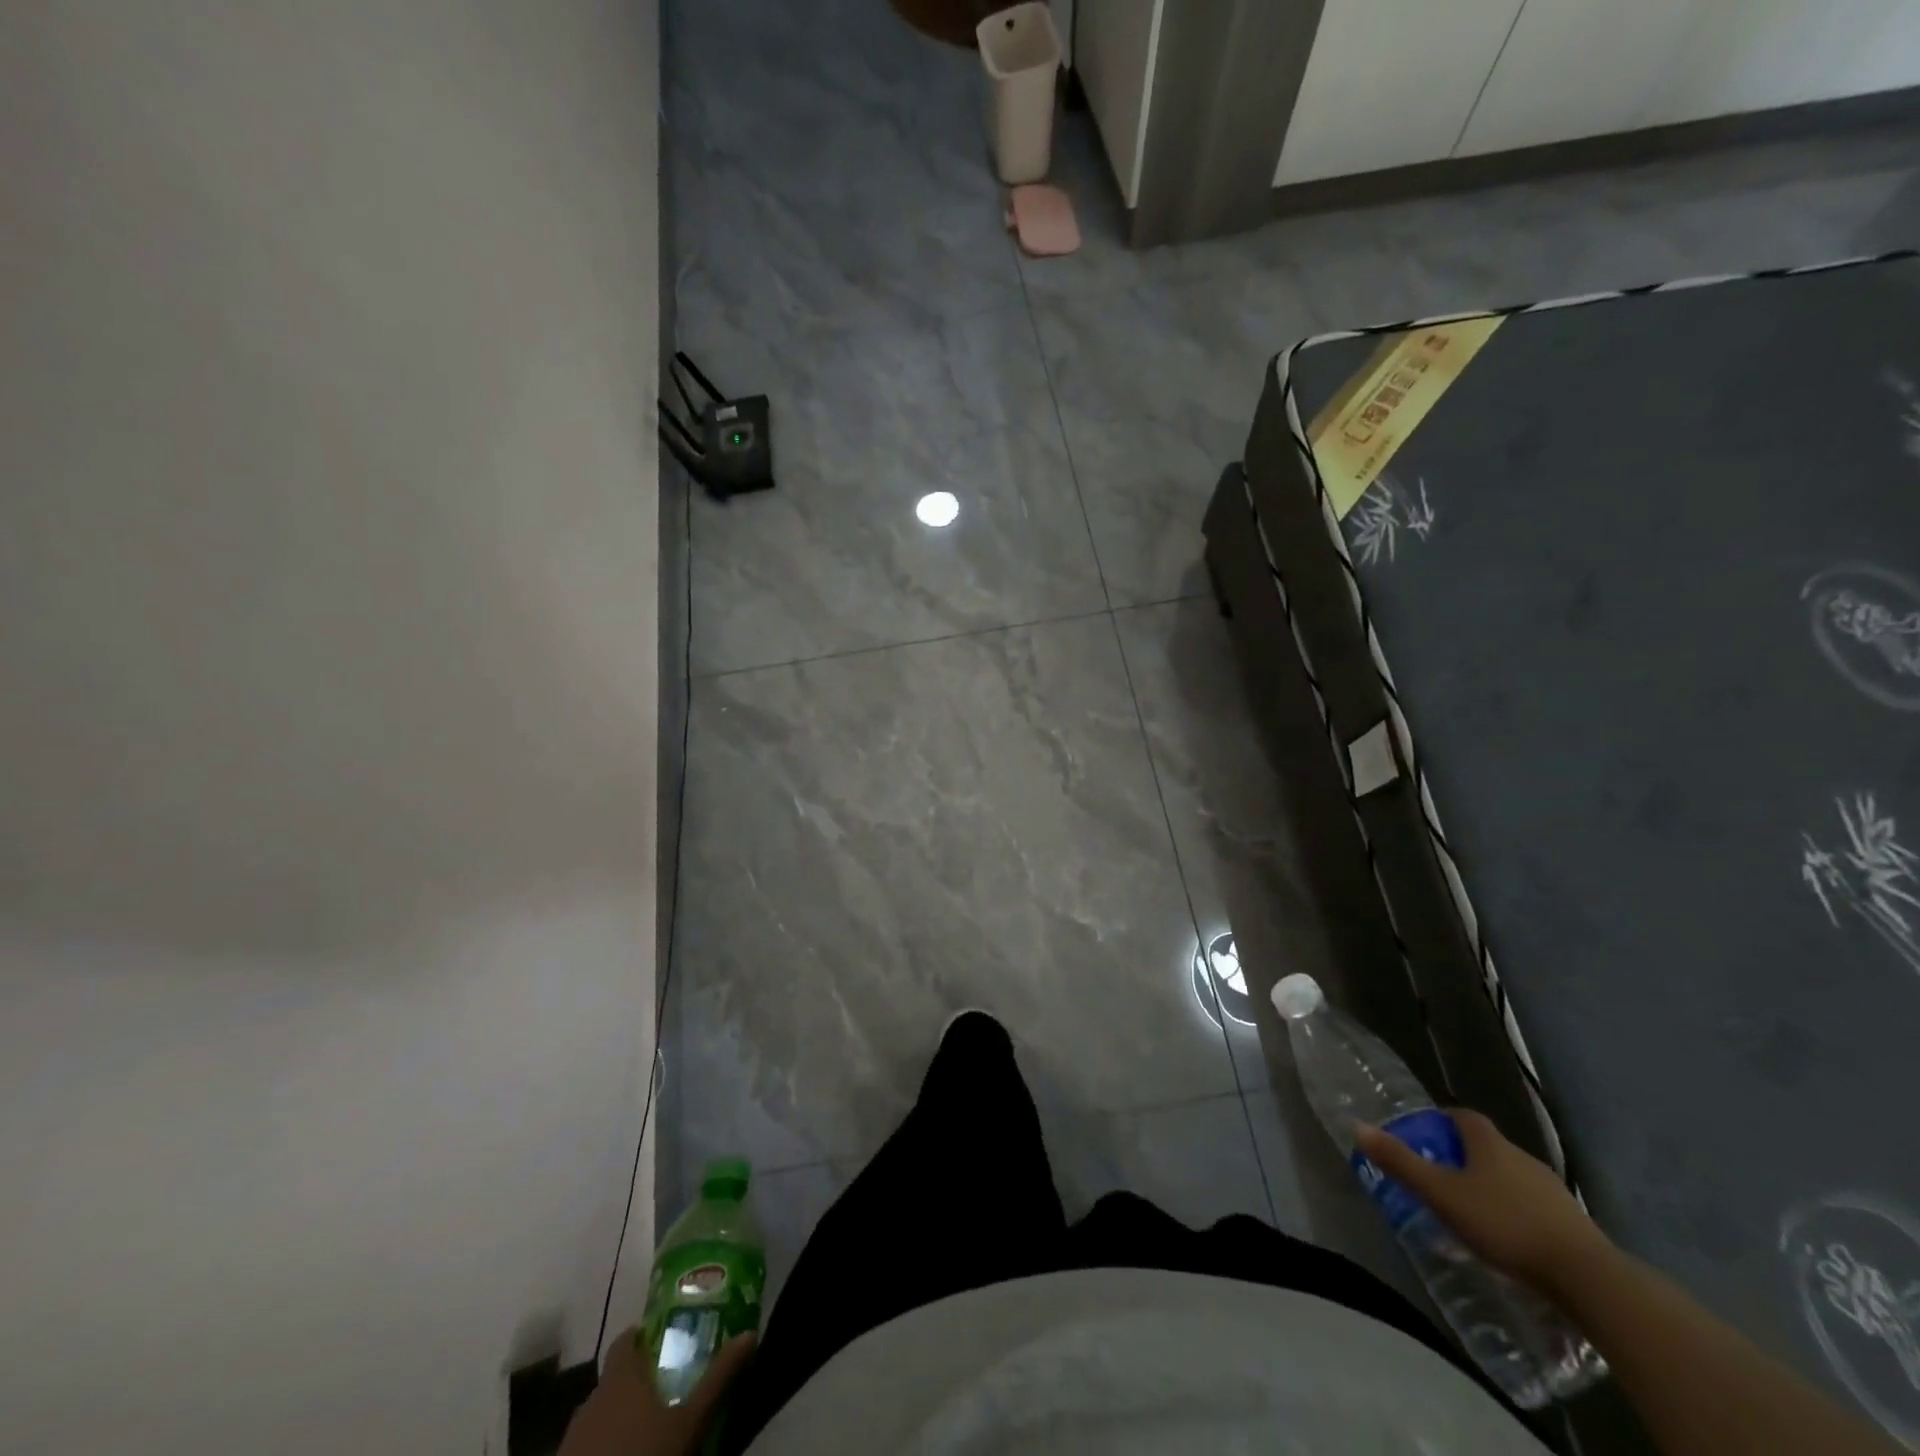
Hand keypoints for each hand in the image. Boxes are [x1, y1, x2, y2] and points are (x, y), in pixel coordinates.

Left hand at [557, 1328, 754, 1455]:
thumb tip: (750, 1333)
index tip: (666, 1341)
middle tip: (668, 1386)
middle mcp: (592, 1398)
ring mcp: (573, 1436)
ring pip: (600, 1413)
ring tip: (649, 1427)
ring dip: (620, 1415)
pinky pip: (588, 1443)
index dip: (643, 1336)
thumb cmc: (645, 1454)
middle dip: (638, 1380)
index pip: (626, 1339)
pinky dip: (605, 1443)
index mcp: (620, 1378)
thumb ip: (718, 1377)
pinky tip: (627, 1453)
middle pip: (615, 1378)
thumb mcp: (690, 1420)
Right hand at [1353, 1108, 1611, 1290]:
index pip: (1463, 1116)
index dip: (1442, 1121)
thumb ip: (1400, 1162)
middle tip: (1439, 1178)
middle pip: (1487, 1147)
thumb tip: (1357, 1126)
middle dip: (1463, 1158)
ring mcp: (1551, 1190)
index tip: (1426, 1136)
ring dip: (1490, 1188)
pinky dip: (1515, 1214)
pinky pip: (1533, 1208)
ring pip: (1511, 1178)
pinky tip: (1506, 1241)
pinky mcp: (1572, 1224)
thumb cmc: (1504, 1225)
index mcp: (1489, 1143)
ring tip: (1470, 1214)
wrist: (1588, 1278)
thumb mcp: (1442, 1194)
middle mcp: (1521, 1157)